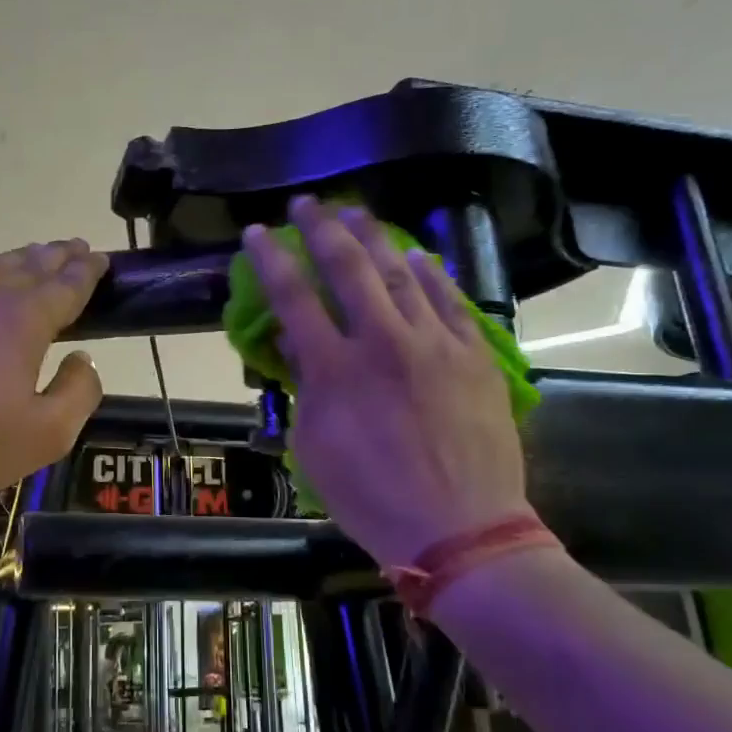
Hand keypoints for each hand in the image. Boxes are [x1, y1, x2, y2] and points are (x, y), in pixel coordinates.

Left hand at [0, 239, 108, 511]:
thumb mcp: (45, 435)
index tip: (101, 259)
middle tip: (77, 249)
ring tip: (35, 258)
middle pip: (30, 264)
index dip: (89, 270)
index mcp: (24, 318)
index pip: (68, 283)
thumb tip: (82, 359)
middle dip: (58, 255)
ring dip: (20, 260)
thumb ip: (79, 392)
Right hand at [242, 197, 528, 567]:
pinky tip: (420, 256)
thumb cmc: (371, 498)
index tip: (256, 232)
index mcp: (335, 368)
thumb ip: (305, 387)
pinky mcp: (474, 354)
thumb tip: (296, 342)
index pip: (293, 297)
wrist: (460, 528)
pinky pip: (451, 301)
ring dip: (374, 238)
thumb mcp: (314, 447)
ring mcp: (434, 343)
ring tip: (356, 213)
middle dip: (321, 228)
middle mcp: (382, 341)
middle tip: (306, 203)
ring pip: (401, 273)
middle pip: (348, 267)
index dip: (271, 259)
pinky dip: (432, 274)